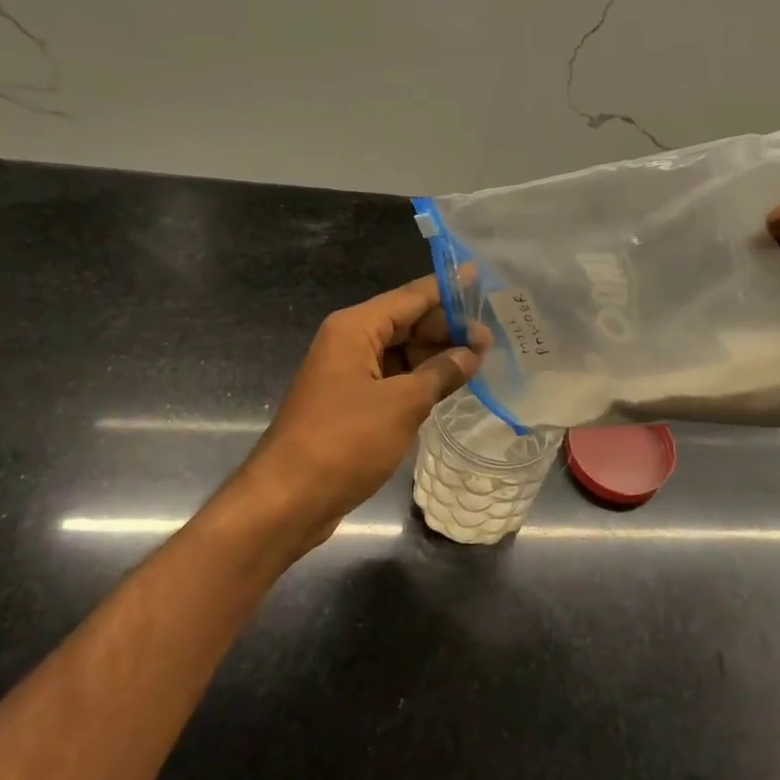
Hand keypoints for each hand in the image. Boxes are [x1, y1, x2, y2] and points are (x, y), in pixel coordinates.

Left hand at [234, 274, 488, 558]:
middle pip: (406, 322)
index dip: (447, 289)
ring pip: (400, 353)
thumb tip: (471, 353)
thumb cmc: (345, 441)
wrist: (288, 499)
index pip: (411, 297)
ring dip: (435, 356)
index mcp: (355, 329)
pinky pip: (392, 379)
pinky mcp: (350, 403)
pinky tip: (449, 387)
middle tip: (492, 341)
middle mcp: (349, 343)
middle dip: (447, 329)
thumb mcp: (403, 404)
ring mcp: (348, 374)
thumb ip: (441, 373)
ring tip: (479, 363)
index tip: (482, 280)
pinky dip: (419, 380)